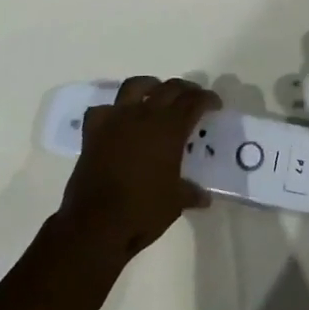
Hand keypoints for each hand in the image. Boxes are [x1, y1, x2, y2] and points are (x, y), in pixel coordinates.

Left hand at [59, 77, 219, 257]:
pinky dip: (113, 110)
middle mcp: (144, 115)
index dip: (207, 99)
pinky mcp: (93, 130)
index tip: (215, 105)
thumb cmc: (143, 211)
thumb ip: (190, 193)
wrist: (96, 223)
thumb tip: (204, 196)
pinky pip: (103, 109)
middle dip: (185, 89)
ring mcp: (116, 119)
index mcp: (169, 129)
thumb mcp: (175, 203)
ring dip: (150, 86)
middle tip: (192, 98)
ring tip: (156, 93)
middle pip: (169, 88)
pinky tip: (118, 119)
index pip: (193, 102)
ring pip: (135, 86)